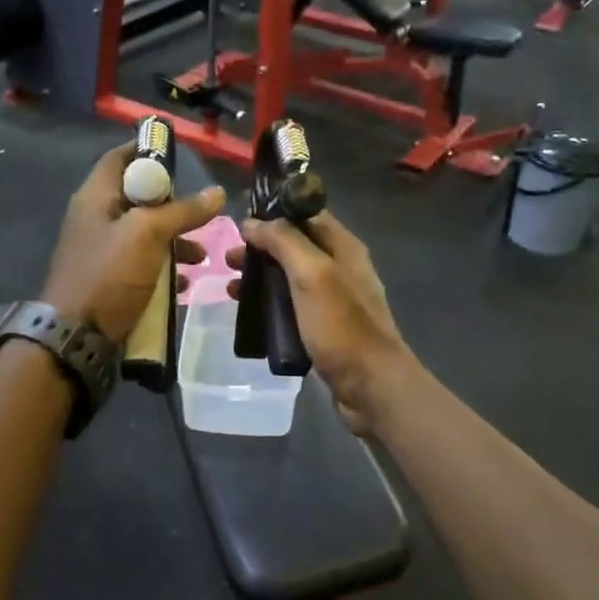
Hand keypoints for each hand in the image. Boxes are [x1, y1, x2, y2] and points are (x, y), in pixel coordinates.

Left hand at [44, 143, 224, 342]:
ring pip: (144, 233)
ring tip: (202, 256)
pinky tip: (185, 282)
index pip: (120, 157)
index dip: (148, 150)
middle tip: (201, 212)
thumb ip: (182, 211)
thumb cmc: (108, 274)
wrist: (76, 336)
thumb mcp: (148, 234)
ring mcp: (101, 250)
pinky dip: (164, 267)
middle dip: (173, 205)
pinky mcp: (109, 278)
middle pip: (138, 197)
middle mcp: (96, 218)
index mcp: (96, 196)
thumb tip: (217, 193)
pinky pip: (141, 263)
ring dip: (174, 240)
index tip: (180, 155)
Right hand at [228, 211, 417, 435]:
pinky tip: (250, 316)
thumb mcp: (311, 274)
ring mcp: (333, 301)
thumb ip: (283, 241)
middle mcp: (341, 269)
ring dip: (261, 279)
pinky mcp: (324, 329)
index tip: (241, 221)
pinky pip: (292, 309)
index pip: (307, 214)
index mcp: (343, 248)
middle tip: (228, 259)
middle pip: (295, 247)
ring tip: (231, 290)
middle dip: (261, 249)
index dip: (275, 213)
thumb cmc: (341, 325)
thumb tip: (252, 222)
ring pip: (290, 279)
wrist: (370, 386)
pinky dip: (270, 307)